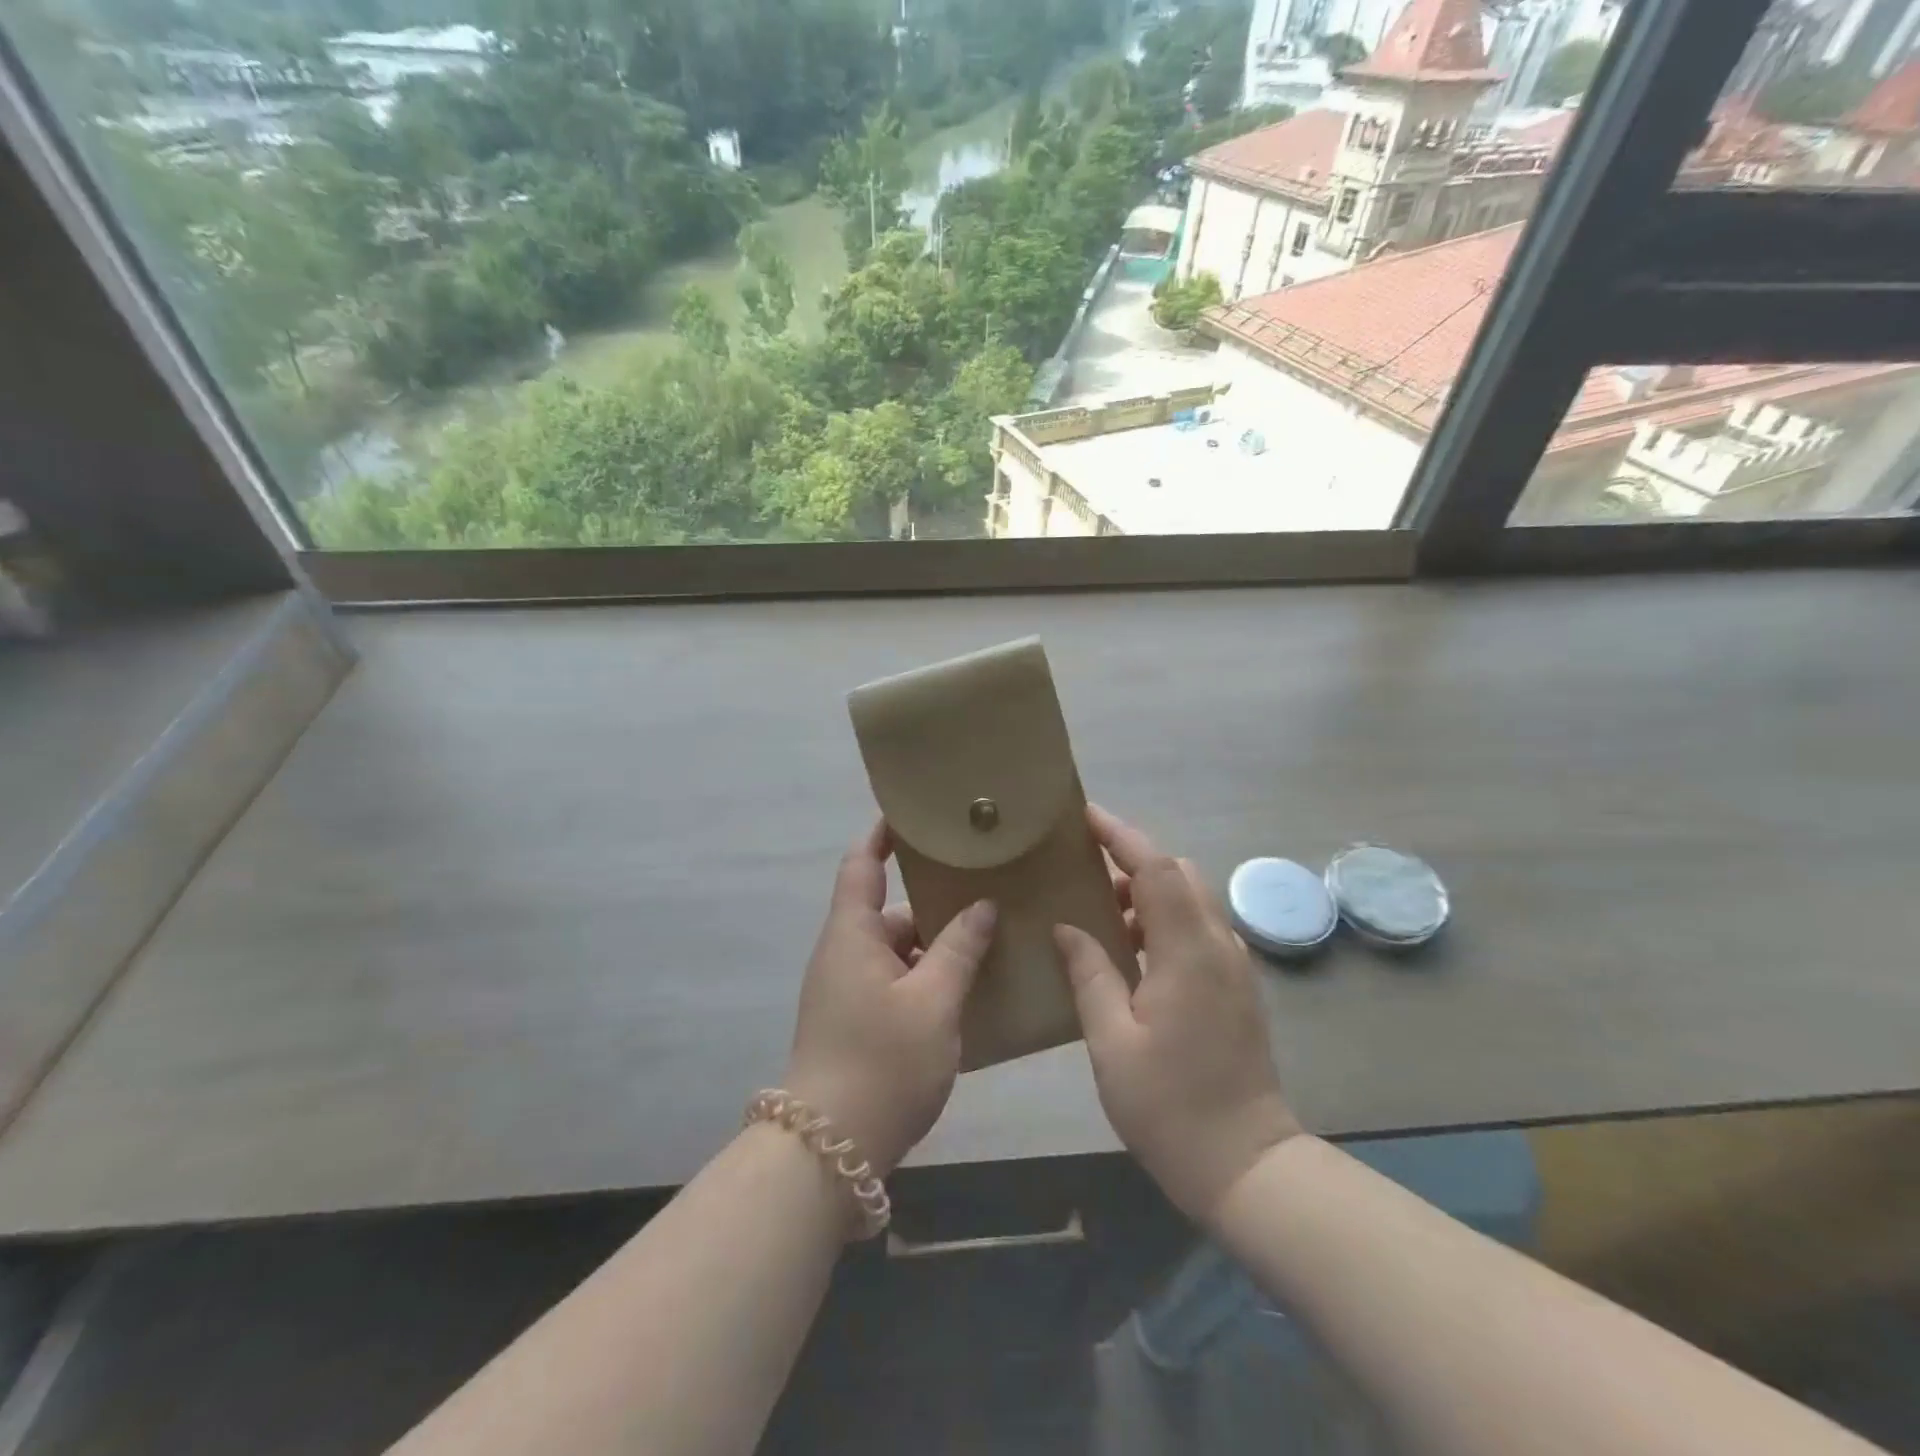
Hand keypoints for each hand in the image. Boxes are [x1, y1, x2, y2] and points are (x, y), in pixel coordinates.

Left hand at [785, 820, 995, 1177]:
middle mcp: (843, 953)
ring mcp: (846, 990)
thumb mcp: (933, 1001)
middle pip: (888, 910)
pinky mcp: (855, 1022)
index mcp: (851, 933)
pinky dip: (926, 977)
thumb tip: (981, 906)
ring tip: (988, 938)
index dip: (884, 834)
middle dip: (933, 900)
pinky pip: (895, 982)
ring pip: (896, 950)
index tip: (917, 814)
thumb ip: (959, 948)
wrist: (829, 1150)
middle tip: (984, 887)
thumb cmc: (882, 1060)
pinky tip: (968, 990)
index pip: (862, 862)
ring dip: (934, 945)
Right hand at [1055, 805, 1299, 1221]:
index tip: (1084, 815)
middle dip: (1132, 859)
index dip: (1121, 834)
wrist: (1246, 1164)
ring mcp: (1233, 965)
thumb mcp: (1111, 1041)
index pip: (1155, 869)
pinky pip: (1197, 929)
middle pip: (1178, 874)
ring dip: (1147, 892)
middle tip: (1082, 867)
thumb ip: (1090, 973)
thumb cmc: (1170, 1105)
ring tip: (1097, 911)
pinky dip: (1163, 920)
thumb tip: (1067, 927)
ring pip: (1190, 900)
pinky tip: (1129, 951)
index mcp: (1187, 951)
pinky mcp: (1236, 986)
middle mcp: (1218, 945)